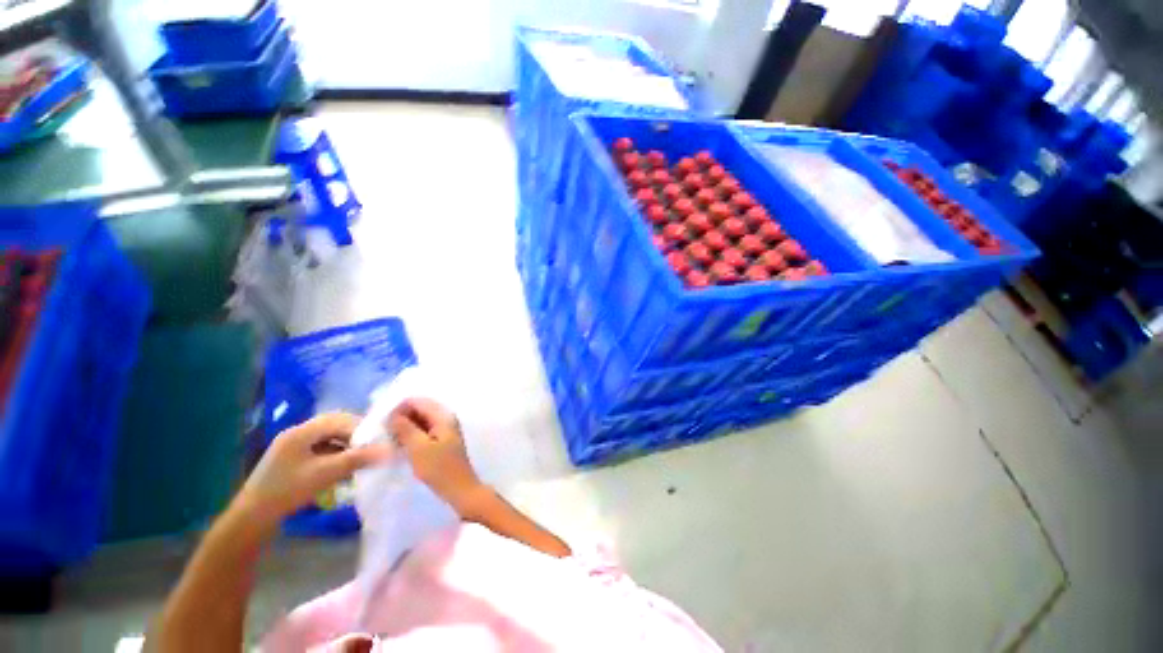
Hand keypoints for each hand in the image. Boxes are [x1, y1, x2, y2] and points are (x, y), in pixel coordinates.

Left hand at [233, 412, 394, 529]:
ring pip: (328, 436)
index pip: (339, 419)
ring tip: (361, 456)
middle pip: (334, 424)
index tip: (377, 440)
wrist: (252, 518)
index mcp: (301, 432)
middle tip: (372, 445)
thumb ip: (357, 459)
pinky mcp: (292, 458)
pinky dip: (336, 452)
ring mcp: (293, 446)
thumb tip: (389, 450)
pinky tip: (344, 465)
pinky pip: (321, 447)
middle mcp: (297, 433)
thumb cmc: (287, 491)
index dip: (361, 428)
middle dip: (355, 434)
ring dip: (346, 443)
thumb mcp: (325, 474)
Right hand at [388, 397, 489, 517]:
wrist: (460, 490)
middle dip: (401, 418)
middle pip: (419, 409)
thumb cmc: (440, 469)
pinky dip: (411, 436)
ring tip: (390, 442)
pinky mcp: (442, 441)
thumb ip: (405, 428)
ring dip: (405, 428)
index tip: (383, 426)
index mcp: (443, 415)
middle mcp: (445, 418)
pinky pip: (423, 431)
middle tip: (385, 435)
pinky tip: (401, 447)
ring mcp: (445, 429)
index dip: (398, 409)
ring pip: (420, 420)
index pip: (417, 401)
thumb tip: (392, 414)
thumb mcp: (419, 448)